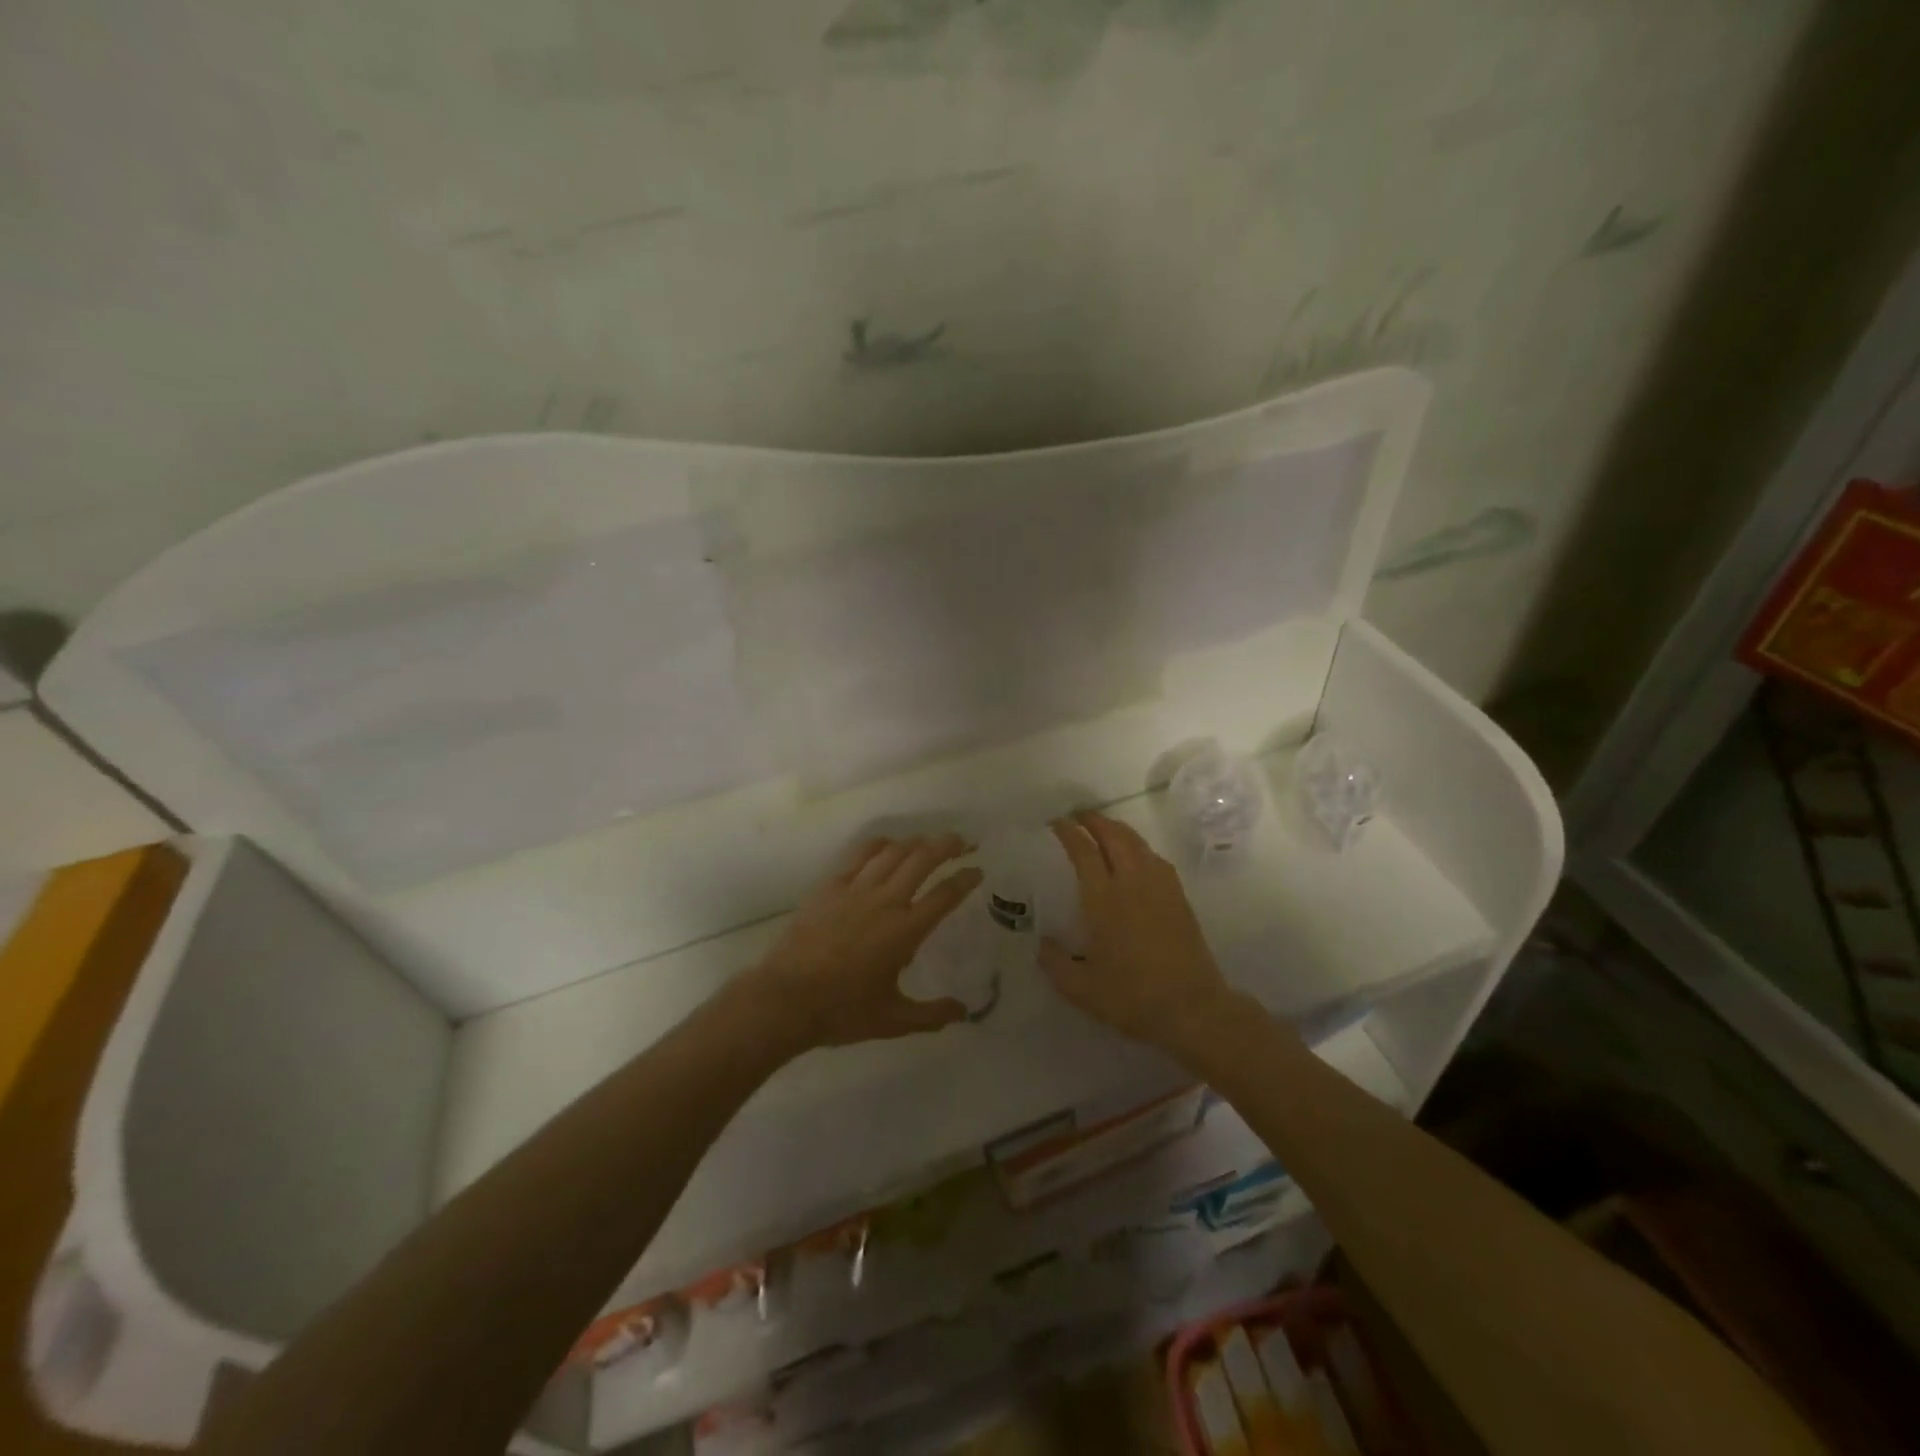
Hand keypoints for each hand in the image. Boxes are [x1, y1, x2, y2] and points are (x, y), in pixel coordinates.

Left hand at [744, 835, 982, 1051]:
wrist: (786, 998)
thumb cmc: (842, 1011)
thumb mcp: (893, 1020)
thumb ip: (931, 1015)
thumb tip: (963, 1012)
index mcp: (906, 931)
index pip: (945, 895)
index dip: (966, 879)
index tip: (978, 869)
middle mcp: (886, 901)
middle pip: (922, 859)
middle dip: (947, 846)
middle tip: (962, 842)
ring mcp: (856, 889)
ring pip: (893, 851)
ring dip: (916, 842)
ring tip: (928, 841)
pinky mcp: (830, 886)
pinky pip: (860, 855)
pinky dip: (879, 845)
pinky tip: (886, 845)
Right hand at [1038, 811, 1233, 1053]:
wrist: (1192, 1008)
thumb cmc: (1132, 997)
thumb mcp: (1080, 988)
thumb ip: (1054, 963)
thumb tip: (1042, 944)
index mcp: (1104, 899)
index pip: (1084, 852)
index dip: (1069, 833)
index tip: (1057, 823)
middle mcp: (1132, 883)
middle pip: (1114, 836)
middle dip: (1094, 821)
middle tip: (1078, 816)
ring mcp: (1160, 887)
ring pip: (1137, 843)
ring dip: (1117, 829)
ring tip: (1103, 829)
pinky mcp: (1179, 898)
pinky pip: (1155, 858)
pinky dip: (1138, 847)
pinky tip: (1135, 857)